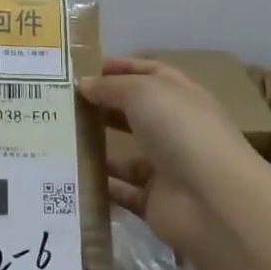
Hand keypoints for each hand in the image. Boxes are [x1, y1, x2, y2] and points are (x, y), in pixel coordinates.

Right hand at [79, 57, 256, 257]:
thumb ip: (111, 86)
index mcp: (180, 97)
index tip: (84, 70)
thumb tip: (84, 84)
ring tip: (58, 141)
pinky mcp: (154, 201)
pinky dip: (100, 186)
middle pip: (134, 114)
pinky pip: (121, 191)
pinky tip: (71, 177)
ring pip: (125, 155)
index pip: (150, 74)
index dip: (120, 68)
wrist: (212, 200)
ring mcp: (166, 167)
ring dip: (97, 149)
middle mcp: (175, 129)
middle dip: (102, 108)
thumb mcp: (143, 93)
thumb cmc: (181, 131)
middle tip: (62, 106)